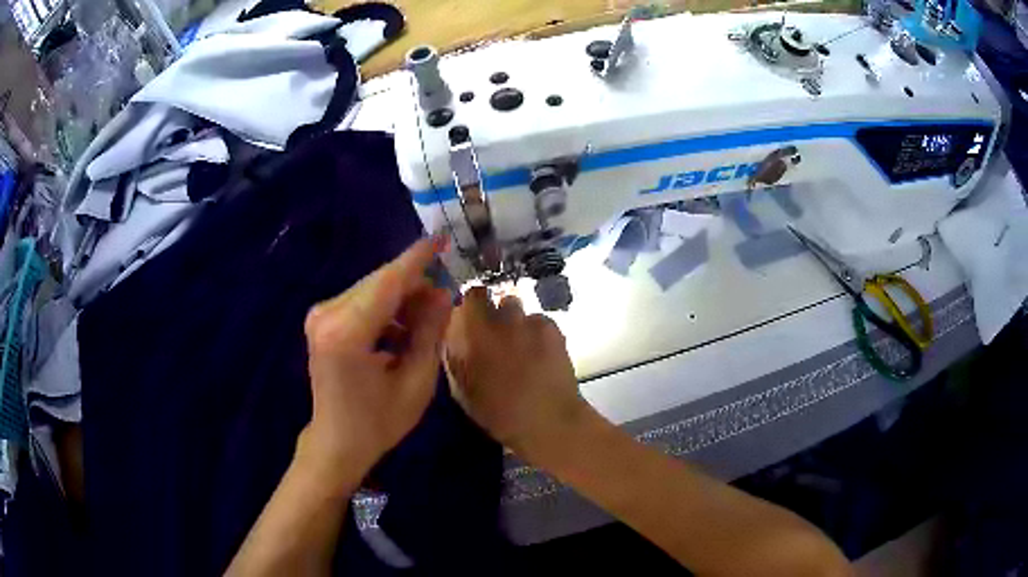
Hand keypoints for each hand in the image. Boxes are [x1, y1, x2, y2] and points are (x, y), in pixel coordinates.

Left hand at [300, 236, 452, 485]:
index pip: (389, 282)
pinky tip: (401, 332)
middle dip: (415, 284)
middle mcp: (327, 314)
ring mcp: (320, 315)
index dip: (418, 258)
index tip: (443, 238)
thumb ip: (429, 332)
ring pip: (372, 289)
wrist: (337, 442)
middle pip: (380, 282)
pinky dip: (386, 309)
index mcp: (347, 332)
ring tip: (425, 325)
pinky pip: (362, 301)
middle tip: (444, 301)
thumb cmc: (379, 422)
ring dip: (402, 299)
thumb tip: (443, 293)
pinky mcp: (321, 320)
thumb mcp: (416, 382)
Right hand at [444, 287, 591, 463]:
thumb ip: (456, 357)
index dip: (472, 305)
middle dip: (495, 315)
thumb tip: (455, 338)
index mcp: (477, 333)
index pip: (472, 296)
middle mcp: (504, 320)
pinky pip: (540, 322)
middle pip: (498, 300)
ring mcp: (531, 323)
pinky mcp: (553, 329)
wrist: (548, 420)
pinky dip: (537, 333)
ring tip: (521, 348)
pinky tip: (540, 355)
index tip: (471, 320)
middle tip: (497, 339)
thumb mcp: (463, 389)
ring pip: (520, 311)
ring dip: (516, 324)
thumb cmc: (499, 413)